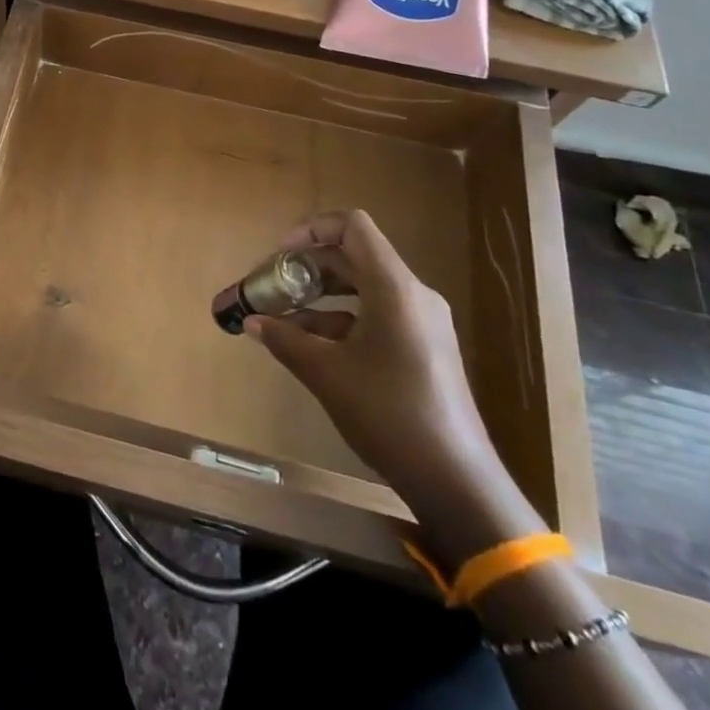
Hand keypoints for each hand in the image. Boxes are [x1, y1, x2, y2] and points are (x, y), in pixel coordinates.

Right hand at [246, 211, 507, 527]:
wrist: (457, 482)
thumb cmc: (390, 414)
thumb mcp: (327, 374)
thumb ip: (286, 340)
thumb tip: (252, 322)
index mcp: (394, 287)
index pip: (352, 227)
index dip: (311, 231)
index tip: (280, 258)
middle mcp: (412, 294)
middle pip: (354, 257)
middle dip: (308, 268)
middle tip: (271, 289)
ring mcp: (422, 322)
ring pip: (363, 288)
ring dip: (320, 297)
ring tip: (282, 320)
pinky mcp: (425, 348)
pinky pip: (376, 315)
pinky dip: (341, 321)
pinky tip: (311, 347)